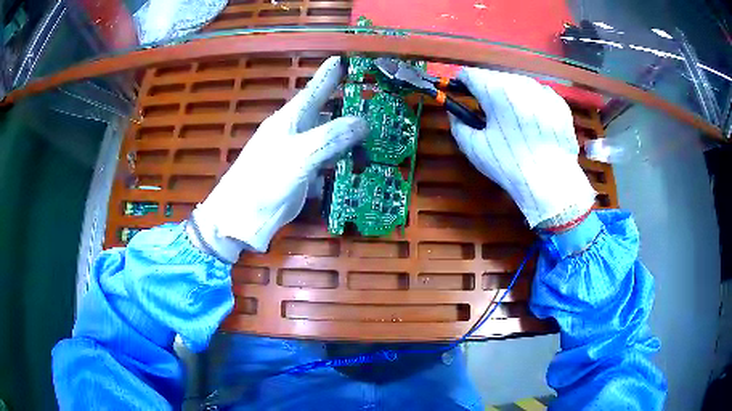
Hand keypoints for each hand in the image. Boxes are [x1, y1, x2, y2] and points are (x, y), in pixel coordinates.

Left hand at [190, 57, 367, 262]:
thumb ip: (329, 138)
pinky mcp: (300, 175)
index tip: (342, 59)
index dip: (328, 75)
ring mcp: (297, 154)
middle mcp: (295, 133)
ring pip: (327, 138)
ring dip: (347, 135)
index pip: (314, 90)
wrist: (241, 217)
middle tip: (371, 98)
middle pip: (324, 112)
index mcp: (290, 119)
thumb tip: (362, 121)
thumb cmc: (264, 180)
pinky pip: (325, 161)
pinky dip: (340, 161)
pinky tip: (355, 163)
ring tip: (371, 131)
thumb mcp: (298, 155)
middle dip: (344, 104)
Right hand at [449, 68, 595, 228]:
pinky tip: (534, 124)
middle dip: (487, 91)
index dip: (461, 84)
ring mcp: (543, 91)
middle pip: (495, 77)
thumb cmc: (510, 165)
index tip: (461, 94)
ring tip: (514, 121)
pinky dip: (532, 103)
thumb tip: (454, 113)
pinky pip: (539, 95)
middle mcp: (520, 83)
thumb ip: (458, 125)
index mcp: (496, 90)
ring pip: (518, 84)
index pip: (470, 74)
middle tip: (489, 113)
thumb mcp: (474, 148)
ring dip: (510, 96)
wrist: (552, 182)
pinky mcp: (560, 103)